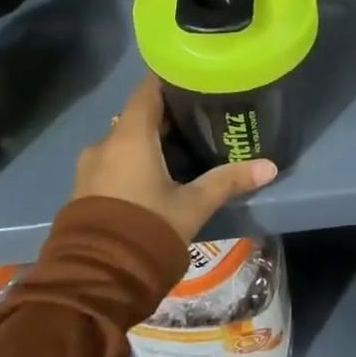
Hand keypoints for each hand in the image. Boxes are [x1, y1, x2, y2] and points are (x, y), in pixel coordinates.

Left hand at [71, 75, 276, 241]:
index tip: (195, 78)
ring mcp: (90, 167)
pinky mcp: (85, 189)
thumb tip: (270, 166)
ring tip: (182, 148)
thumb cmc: (147, 228)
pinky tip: (156, 175)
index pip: (148, 89)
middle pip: (138, 115)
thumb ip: (228, 181)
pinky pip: (113, 162)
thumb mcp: (193, 205)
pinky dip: (134, 160)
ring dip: (149, 141)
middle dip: (167, 115)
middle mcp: (105, 143)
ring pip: (125, 141)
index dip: (171, 80)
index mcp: (130, 136)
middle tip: (201, 116)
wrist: (95, 278)